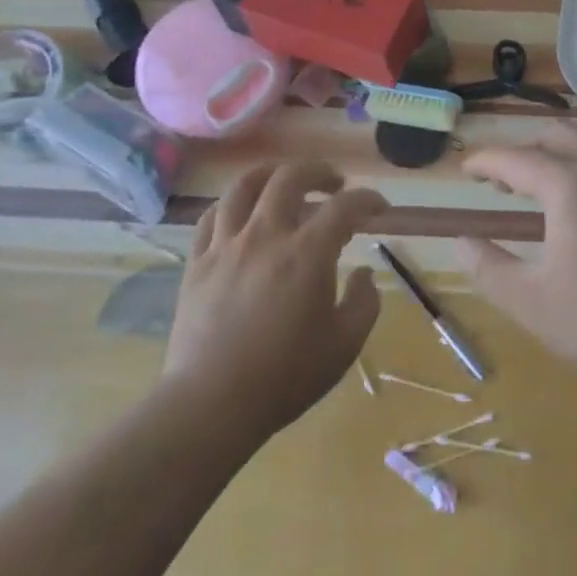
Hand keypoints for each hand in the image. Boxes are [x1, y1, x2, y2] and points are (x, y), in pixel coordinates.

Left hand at [163, 161, 385, 435]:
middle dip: (319, 171)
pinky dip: (232, 206)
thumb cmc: (286, 376)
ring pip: (244, 186)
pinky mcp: (197, 263)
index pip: (345, 206)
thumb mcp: (345, 344)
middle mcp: (266, 235)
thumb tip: (364, 273)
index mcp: (307, 253)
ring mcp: (226, 246)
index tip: (379, 209)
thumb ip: (364, 302)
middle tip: (333, 184)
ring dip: (271, 175)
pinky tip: (242, 215)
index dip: (368, 200)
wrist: (212, 404)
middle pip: (290, 177)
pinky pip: (211, 217)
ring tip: (284, 183)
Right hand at [459, 123, 576, 394]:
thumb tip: (462, 242)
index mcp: (571, 184)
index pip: (516, 158)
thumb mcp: (532, 303)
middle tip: (501, 180)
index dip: (486, 161)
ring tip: (540, 185)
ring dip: (557, 151)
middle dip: (522, 149)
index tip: (465, 170)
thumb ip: (488, 268)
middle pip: (556, 134)